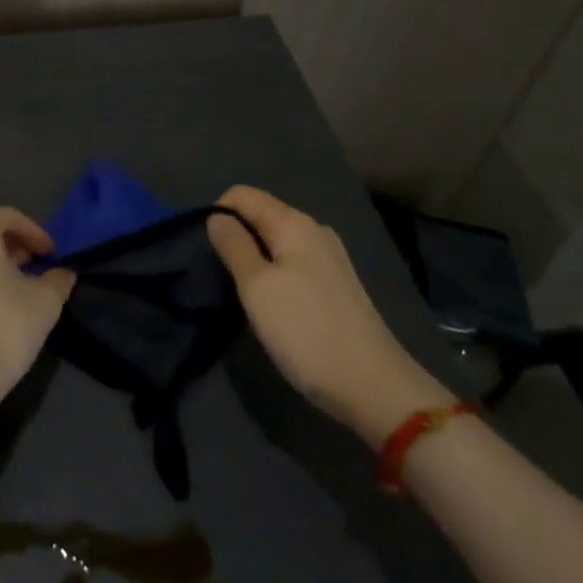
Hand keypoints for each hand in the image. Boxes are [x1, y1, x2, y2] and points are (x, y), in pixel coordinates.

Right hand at [208, 186, 451, 446]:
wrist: (375, 388)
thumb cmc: (306, 332)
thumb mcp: (257, 288)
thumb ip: (233, 246)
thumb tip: (216, 217)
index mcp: (294, 223)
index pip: (243, 194)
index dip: (217, 213)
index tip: (206, 249)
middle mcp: (315, 230)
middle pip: (261, 214)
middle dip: (236, 235)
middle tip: (221, 274)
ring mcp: (330, 258)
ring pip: (277, 240)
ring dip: (254, 256)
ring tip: (244, 292)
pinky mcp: (338, 285)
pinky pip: (294, 262)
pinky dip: (275, 273)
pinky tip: (274, 305)